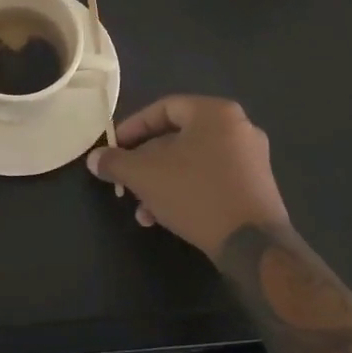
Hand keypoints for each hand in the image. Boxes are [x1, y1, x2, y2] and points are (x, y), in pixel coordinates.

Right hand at [86, 96, 290, 259]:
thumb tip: (95, 159)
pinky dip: (186, 191)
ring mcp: (252, 159)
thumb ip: (116, 162)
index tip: (114, 148)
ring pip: (193, 162)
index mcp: (215, 112)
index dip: (133, 127)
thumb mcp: (145, 175)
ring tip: (142, 209)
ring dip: (163, 182)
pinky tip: (166, 218)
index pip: (164, 108)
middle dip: (146, 162)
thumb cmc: (196, 194)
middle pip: (178, 137)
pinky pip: (211, 179)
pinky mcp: (256, 187)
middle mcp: (238, 128)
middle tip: (127, 181)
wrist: (252, 244)